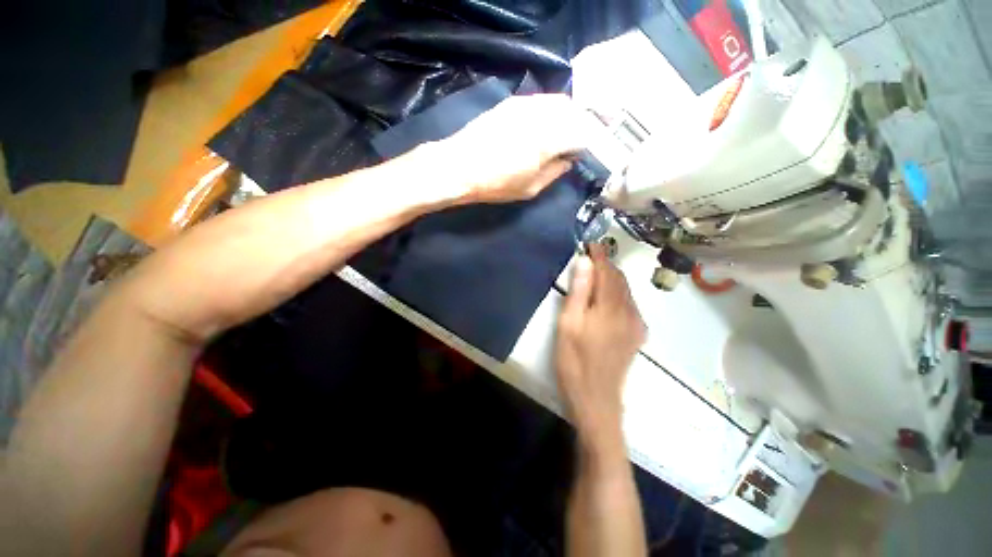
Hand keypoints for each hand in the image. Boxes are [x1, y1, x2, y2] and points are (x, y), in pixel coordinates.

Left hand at [438, 94, 592, 203]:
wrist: (459, 166)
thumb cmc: (496, 183)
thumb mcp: (530, 188)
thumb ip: (555, 172)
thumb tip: (568, 160)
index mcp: (549, 139)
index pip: (584, 132)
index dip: (592, 141)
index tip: (590, 151)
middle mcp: (541, 114)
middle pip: (575, 111)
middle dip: (584, 124)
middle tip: (582, 140)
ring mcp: (525, 104)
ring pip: (558, 102)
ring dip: (568, 115)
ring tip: (566, 132)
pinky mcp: (512, 103)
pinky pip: (541, 101)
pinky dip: (550, 111)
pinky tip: (546, 124)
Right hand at [556, 244, 645, 449]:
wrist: (596, 399)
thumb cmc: (574, 360)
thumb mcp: (568, 324)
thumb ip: (578, 292)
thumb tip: (584, 262)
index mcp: (610, 307)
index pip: (608, 272)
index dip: (600, 255)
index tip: (591, 243)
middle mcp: (629, 312)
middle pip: (620, 280)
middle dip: (607, 265)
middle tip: (591, 256)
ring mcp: (636, 325)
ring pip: (627, 292)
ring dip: (613, 278)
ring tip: (597, 272)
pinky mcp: (637, 336)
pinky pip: (630, 305)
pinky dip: (619, 293)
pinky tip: (608, 297)